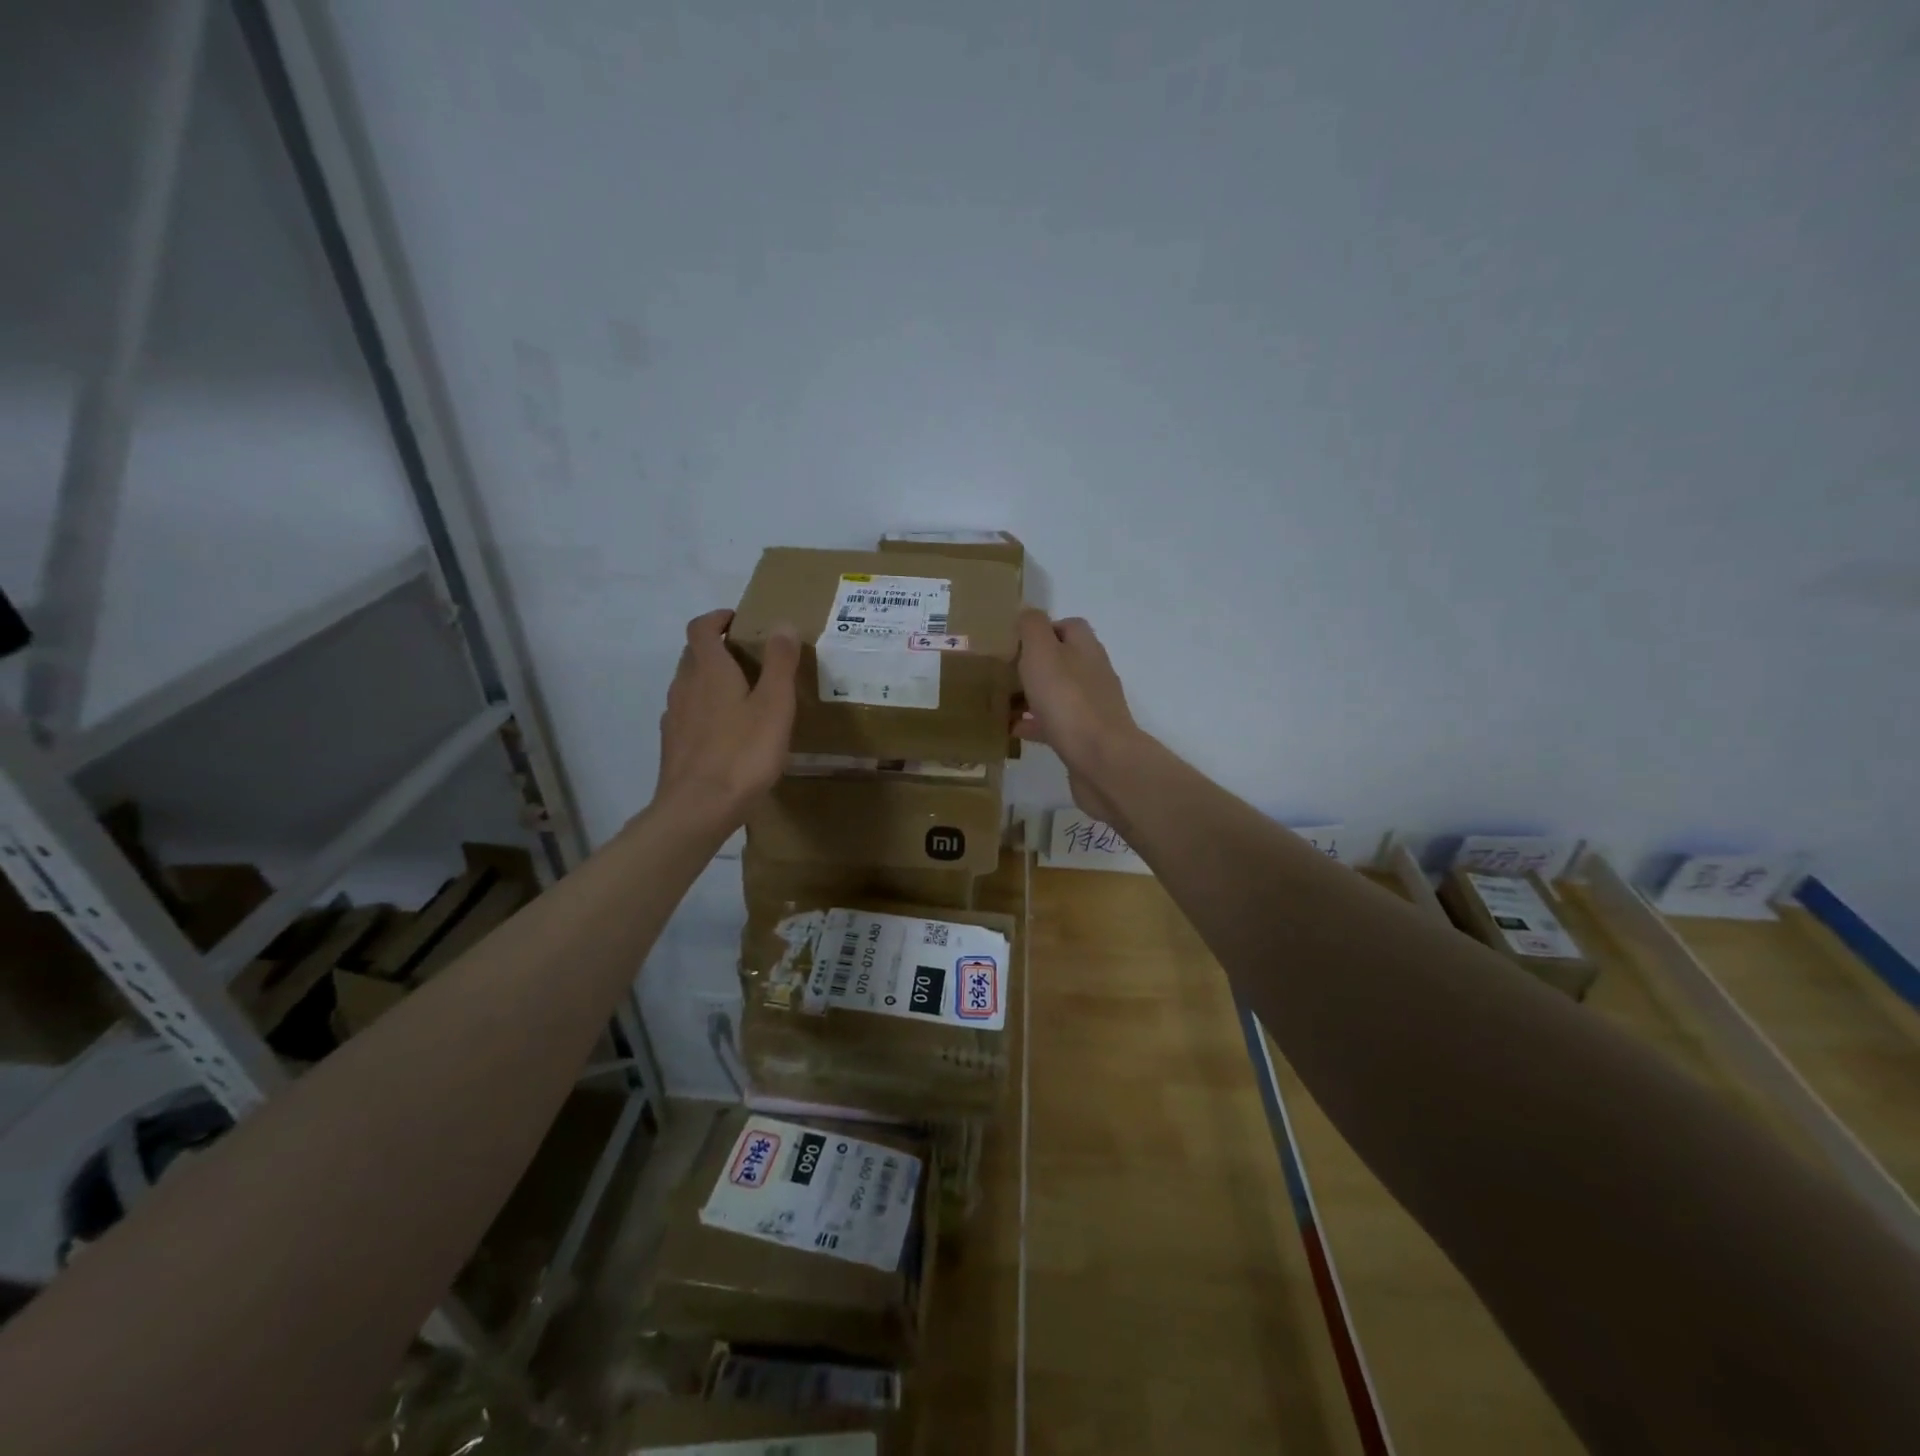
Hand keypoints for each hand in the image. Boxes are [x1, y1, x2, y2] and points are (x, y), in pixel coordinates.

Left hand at [654, 609, 797, 828]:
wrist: (698, 808)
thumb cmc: (743, 753)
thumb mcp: (774, 706)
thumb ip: (779, 663)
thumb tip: (781, 624)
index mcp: (709, 670)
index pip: (702, 628)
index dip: (718, 618)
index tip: (738, 620)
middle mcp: (685, 686)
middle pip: (694, 654)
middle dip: (717, 647)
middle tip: (749, 656)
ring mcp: (675, 717)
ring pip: (690, 685)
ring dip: (711, 679)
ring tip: (742, 694)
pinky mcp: (673, 744)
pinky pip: (688, 713)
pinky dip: (705, 709)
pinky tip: (726, 731)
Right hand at [1014, 609, 1140, 825]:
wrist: (1101, 760)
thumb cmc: (1068, 700)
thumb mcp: (1042, 653)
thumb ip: (1032, 627)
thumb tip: (1027, 613)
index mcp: (1086, 649)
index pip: (1068, 626)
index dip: (1042, 629)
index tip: (1013, 641)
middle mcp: (1093, 674)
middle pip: (1063, 661)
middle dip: (1033, 665)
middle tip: (1002, 672)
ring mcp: (1092, 708)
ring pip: (1058, 694)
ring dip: (1032, 696)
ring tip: (1001, 702)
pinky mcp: (1085, 738)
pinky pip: (1056, 725)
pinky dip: (1035, 724)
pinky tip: (1013, 731)